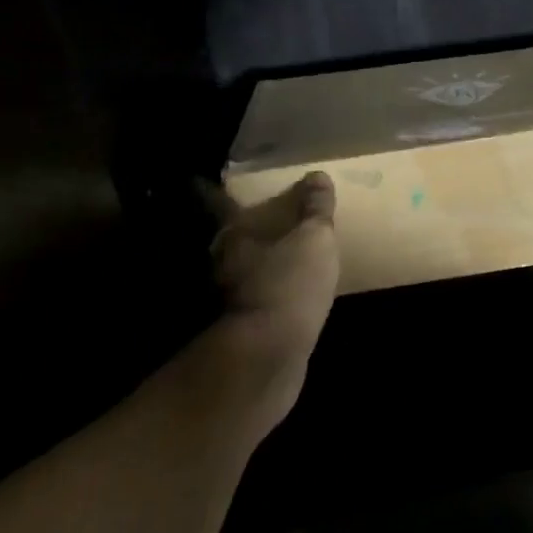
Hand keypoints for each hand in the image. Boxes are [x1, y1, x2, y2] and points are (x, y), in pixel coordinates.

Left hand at [203, 172, 340, 428]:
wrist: (270, 357)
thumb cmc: (289, 283)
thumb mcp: (314, 238)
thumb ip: (316, 209)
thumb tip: (317, 176)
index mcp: (234, 235)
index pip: (219, 202)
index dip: (216, 190)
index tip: (215, 179)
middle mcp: (224, 261)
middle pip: (233, 237)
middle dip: (247, 228)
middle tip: (270, 216)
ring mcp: (231, 296)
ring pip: (245, 267)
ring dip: (261, 260)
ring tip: (286, 252)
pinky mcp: (246, 325)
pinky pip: (260, 295)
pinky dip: (272, 288)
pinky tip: (291, 289)